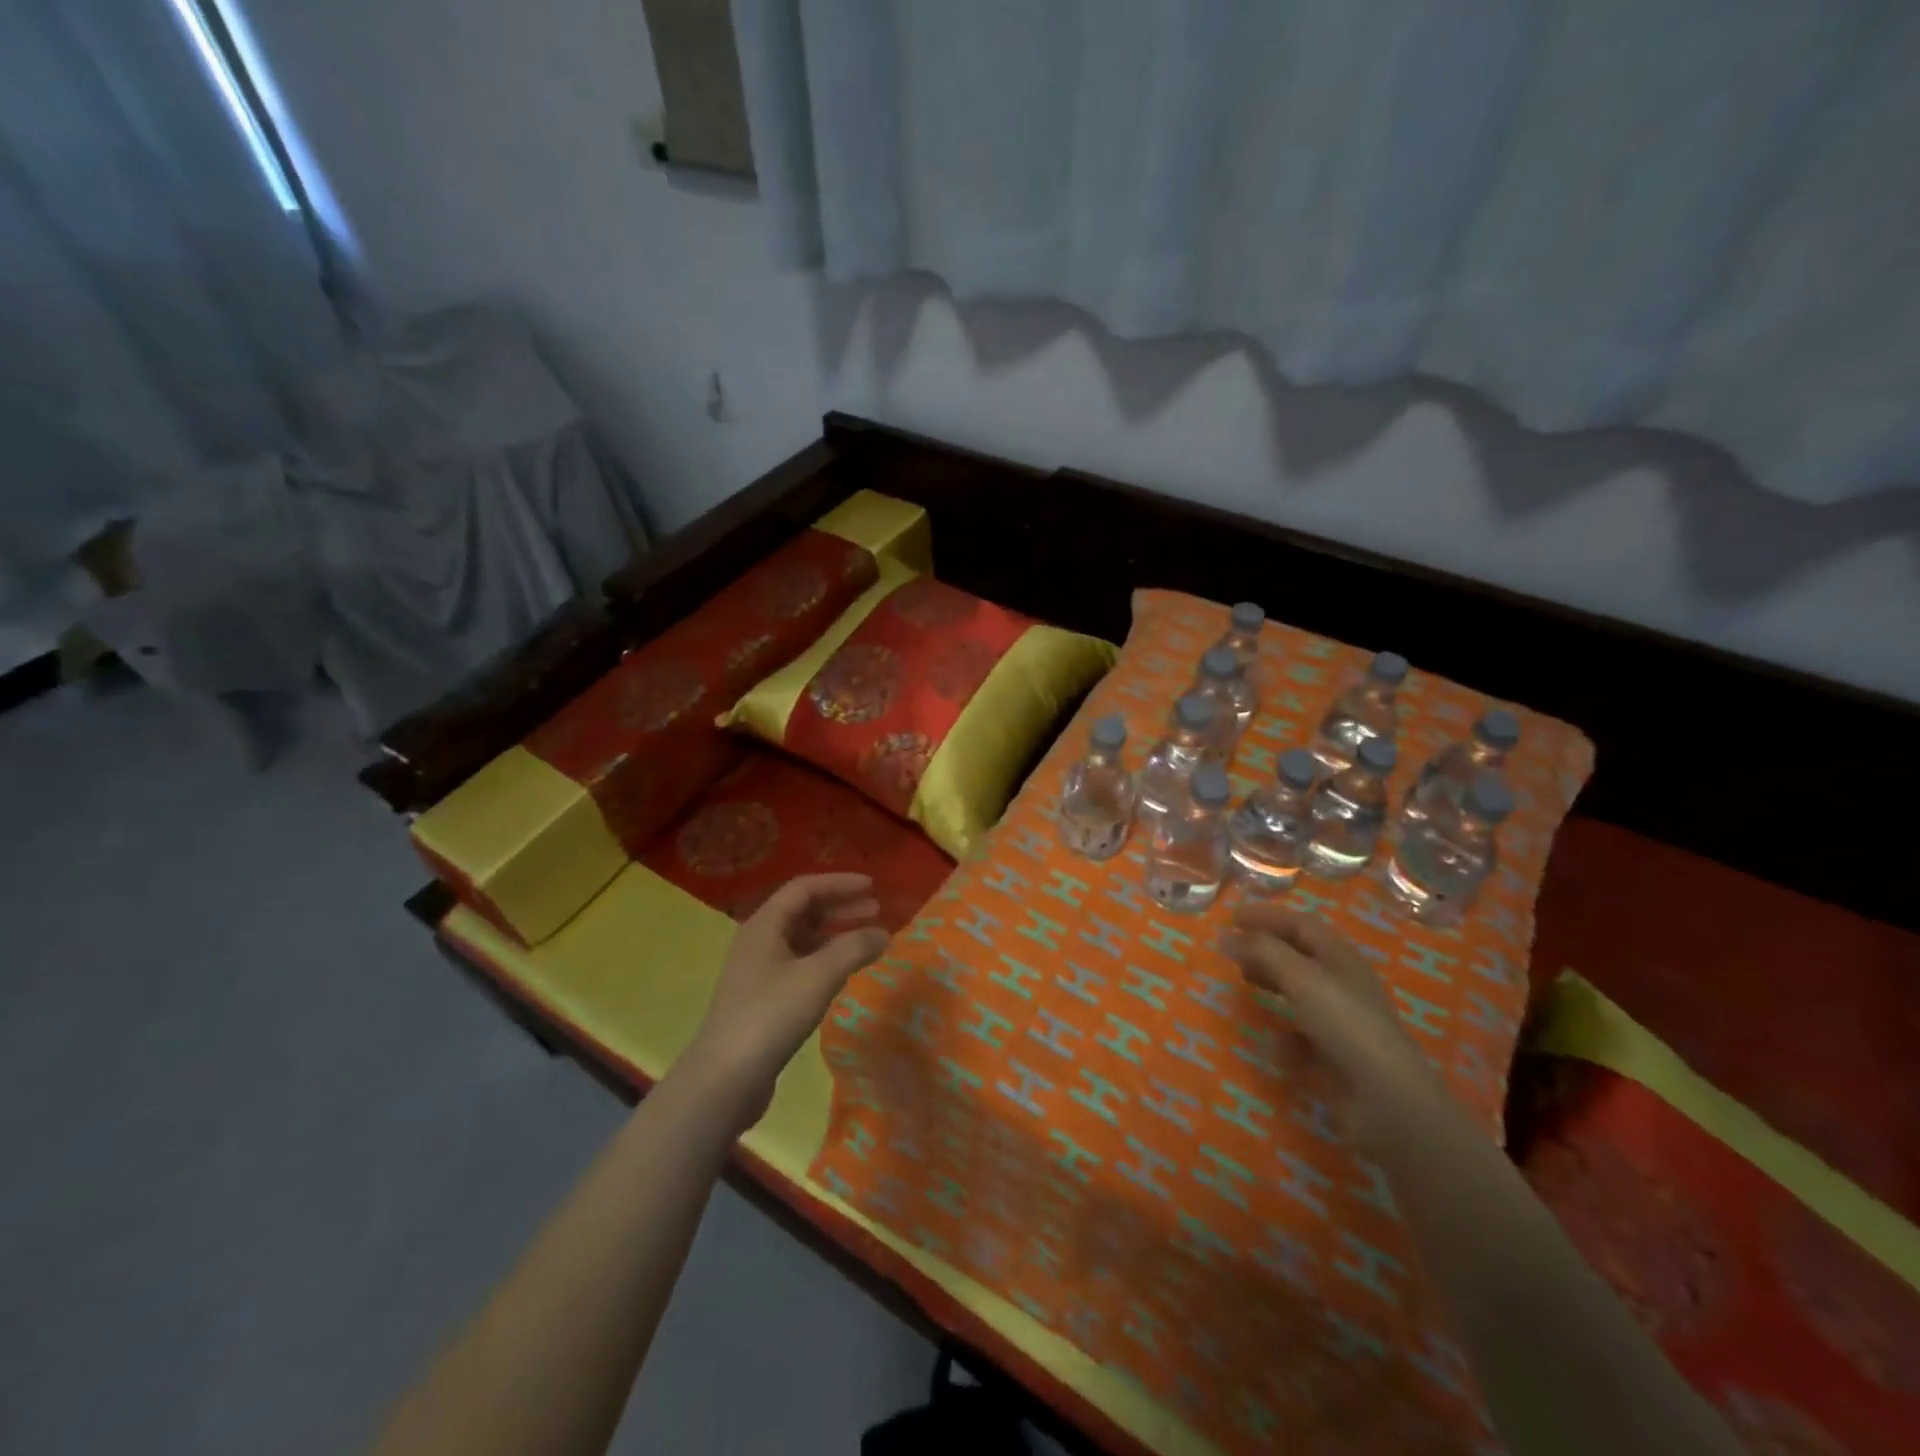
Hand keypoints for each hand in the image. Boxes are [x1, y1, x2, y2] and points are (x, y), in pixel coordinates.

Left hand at [680, 874, 888, 1128]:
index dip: (839, 883)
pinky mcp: (763, 999)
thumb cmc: (770, 1016)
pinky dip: (825, 959)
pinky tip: (843, 972)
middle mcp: (759, 941)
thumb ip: (853, 949)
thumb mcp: (818, 976)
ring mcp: (759, 971)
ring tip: (866, 941)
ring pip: (802, 940)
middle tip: (876, 910)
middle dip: (840, 907)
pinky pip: (800, 964)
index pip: (804, 888)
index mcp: (765, 925)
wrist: (724, 1079)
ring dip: (835, 934)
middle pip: (803, 911)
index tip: (872, 887)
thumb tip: (883, 934)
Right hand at [1222, 903, 1439, 1115]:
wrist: (1387, 1100)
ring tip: (1246, 985)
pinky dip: (1286, 1036)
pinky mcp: (1338, 1059)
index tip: (1232, 917)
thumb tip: (1226, 936)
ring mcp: (1343, 1024)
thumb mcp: (1301, 978)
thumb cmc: (1346, 1025)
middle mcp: (1344, 986)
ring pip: (1301, 994)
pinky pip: (1304, 1038)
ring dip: (1273, 985)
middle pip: (1301, 957)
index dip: (1268, 917)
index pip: (1302, 925)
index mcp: (1342, 959)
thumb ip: (1263, 952)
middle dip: (1267, 949)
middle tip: (1233, 952)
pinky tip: (1274, 1044)